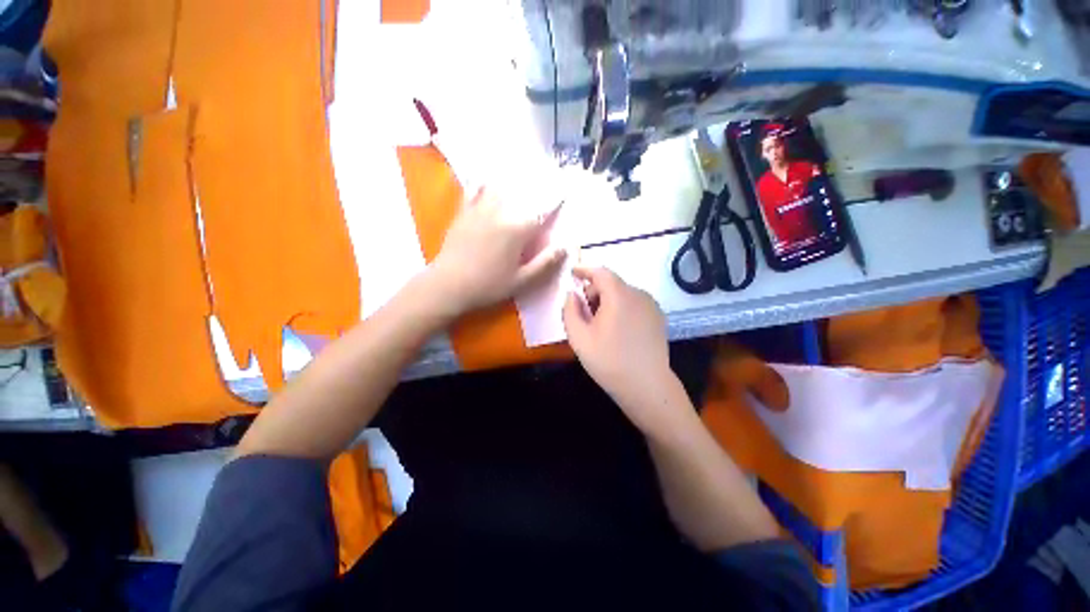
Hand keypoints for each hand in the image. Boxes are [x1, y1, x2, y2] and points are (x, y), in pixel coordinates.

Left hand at [428, 188, 565, 317]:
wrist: (448, 285)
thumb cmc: (488, 285)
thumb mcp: (521, 281)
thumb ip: (545, 263)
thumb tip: (566, 247)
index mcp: (517, 230)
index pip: (542, 210)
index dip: (555, 201)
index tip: (564, 190)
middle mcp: (500, 212)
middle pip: (522, 194)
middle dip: (537, 187)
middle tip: (546, 181)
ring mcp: (479, 209)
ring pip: (500, 188)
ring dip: (512, 183)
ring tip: (520, 177)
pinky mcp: (463, 211)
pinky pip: (474, 189)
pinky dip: (483, 182)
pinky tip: (487, 179)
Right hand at [562, 267, 683, 430]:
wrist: (646, 386)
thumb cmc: (609, 361)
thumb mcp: (579, 337)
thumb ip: (570, 310)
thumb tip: (572, 294)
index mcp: (619, 296)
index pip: (600, 272)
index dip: (584, 270)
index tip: (572, 272)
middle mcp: (638, 294)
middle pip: (611, 283)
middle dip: (594, 292)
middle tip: (583, 313)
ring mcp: (651, 306)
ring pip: (623, 294)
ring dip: (607, 301)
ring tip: (599, 325)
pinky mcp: (658, 317)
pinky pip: (634, 304)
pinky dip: (621, 307)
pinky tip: (617, 330)